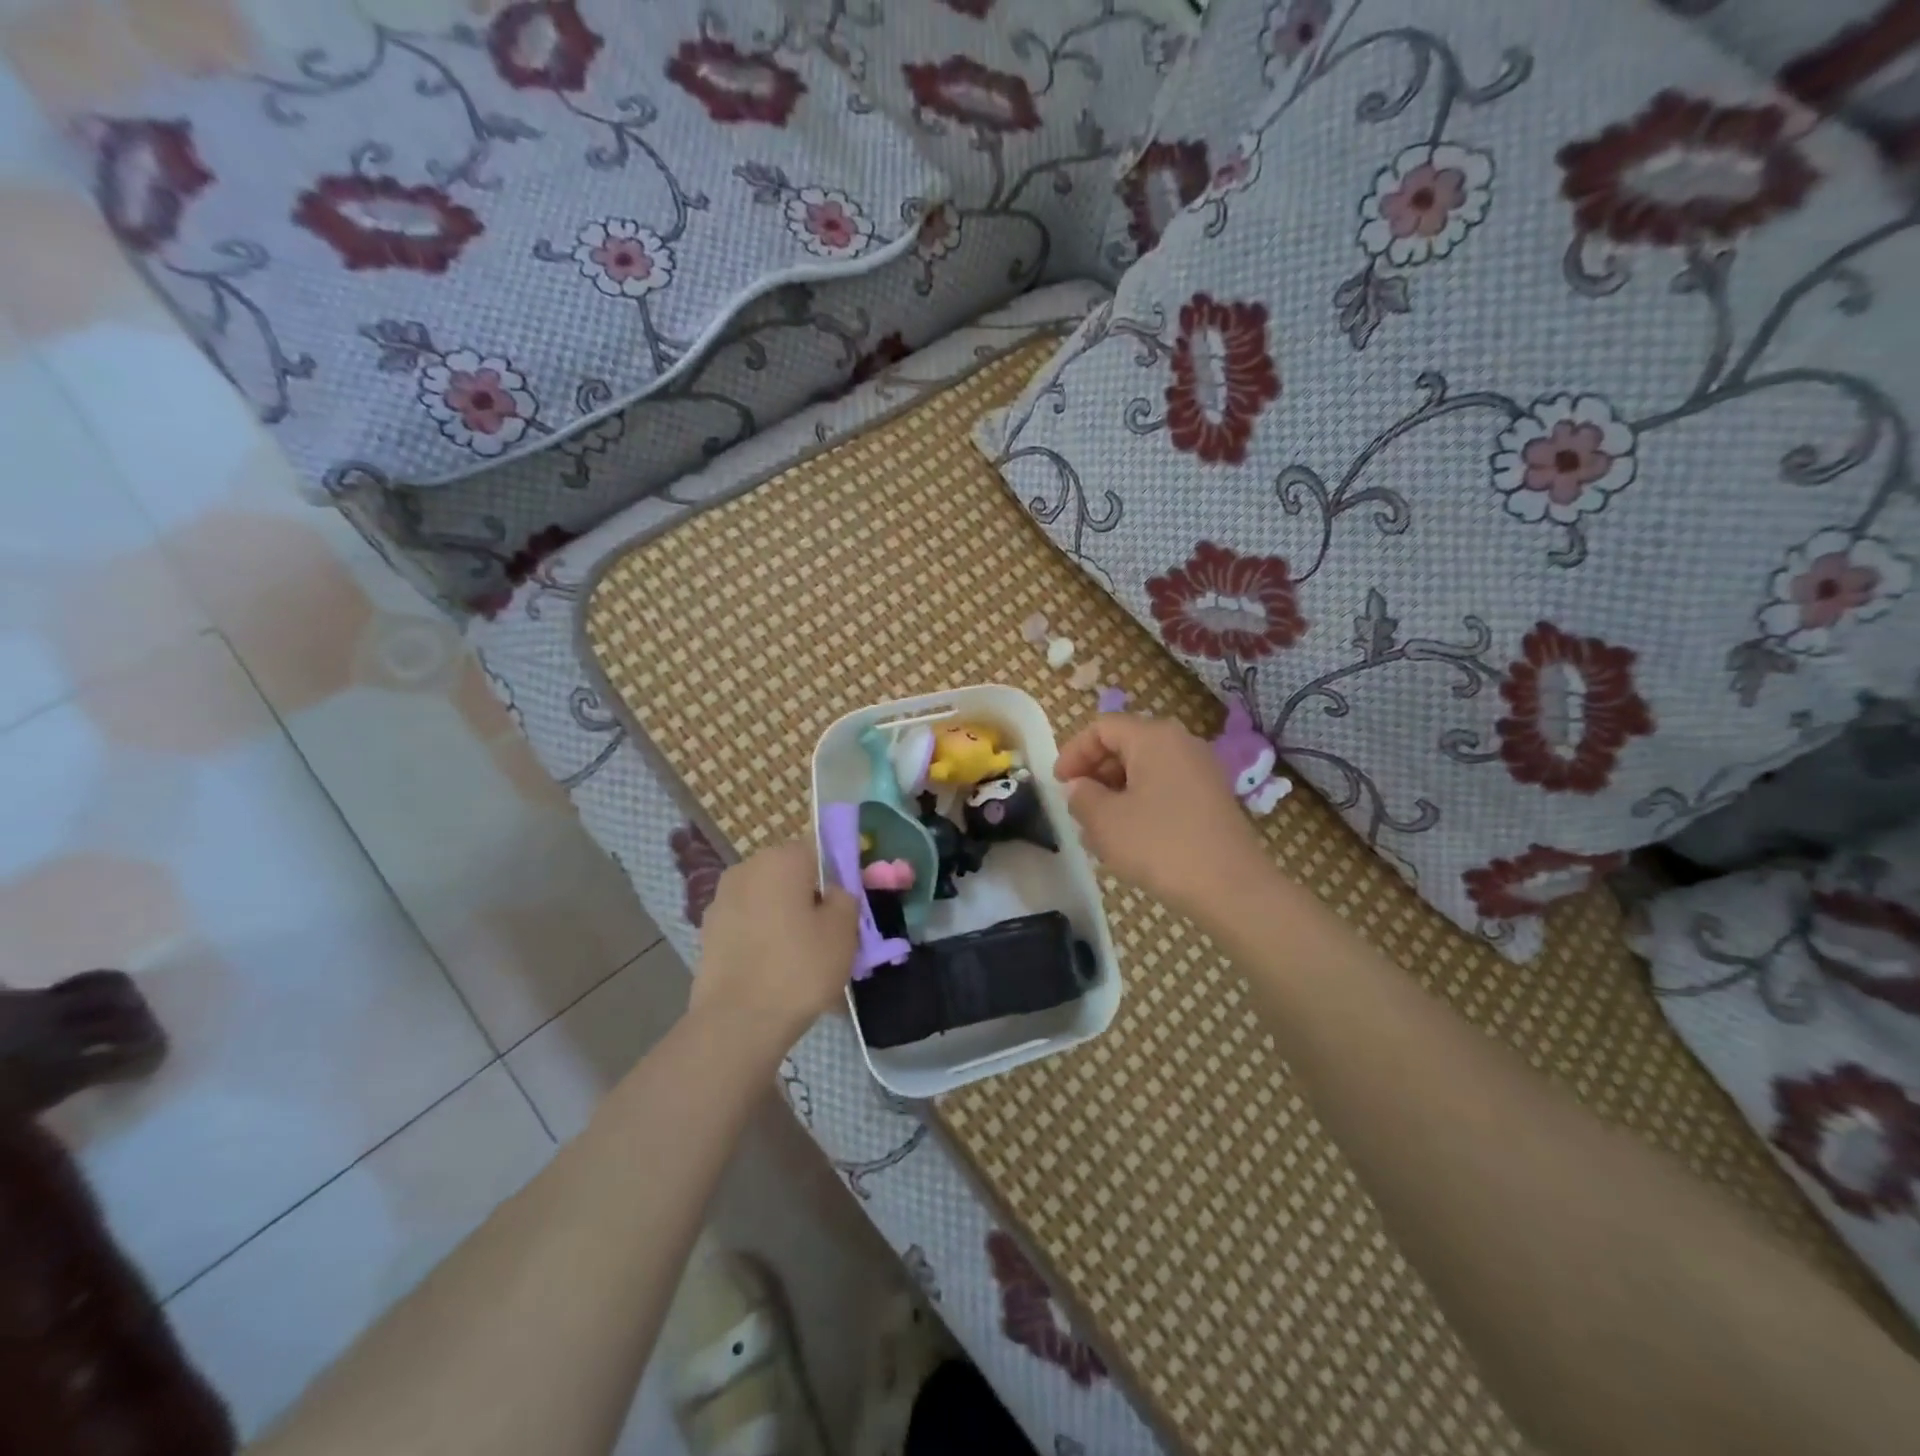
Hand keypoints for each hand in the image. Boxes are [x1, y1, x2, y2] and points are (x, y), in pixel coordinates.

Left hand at [690, 840, 859, 1049]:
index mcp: (781, 858)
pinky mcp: (708, 932)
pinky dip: (764, 939)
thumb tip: (833, 891)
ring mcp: (722, 900)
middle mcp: (746, 868)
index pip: (820, 850)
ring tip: (803, 959)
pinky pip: (749, 926)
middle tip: (831, 935)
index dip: (839, 875)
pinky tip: (777, 971)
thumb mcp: (844, 930)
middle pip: (791, 875)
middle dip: (810, 898)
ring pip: (769, 902)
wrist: (737, 1023)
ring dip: (786, 919)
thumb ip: (845, 897)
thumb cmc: (799, 968)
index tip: (849, 906)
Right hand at [1053, 713, 1269, 922]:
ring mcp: (1201, 771)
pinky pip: (1165, 789)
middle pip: (1125, 745)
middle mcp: (1181, 744)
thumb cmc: (1160, 846)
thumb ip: (1082, 796)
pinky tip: (1128, 839)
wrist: (1232, 888)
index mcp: (1154, 737)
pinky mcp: (1212, 799)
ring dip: (1114, 793)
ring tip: (1097, 830)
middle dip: (1094, 774)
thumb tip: (1079, 787)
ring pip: (1144, 770)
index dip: (1074, 752)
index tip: (1058, 784)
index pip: (1102, 727)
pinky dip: (1140, 804)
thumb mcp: (1105, 821)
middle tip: (1076, 808)